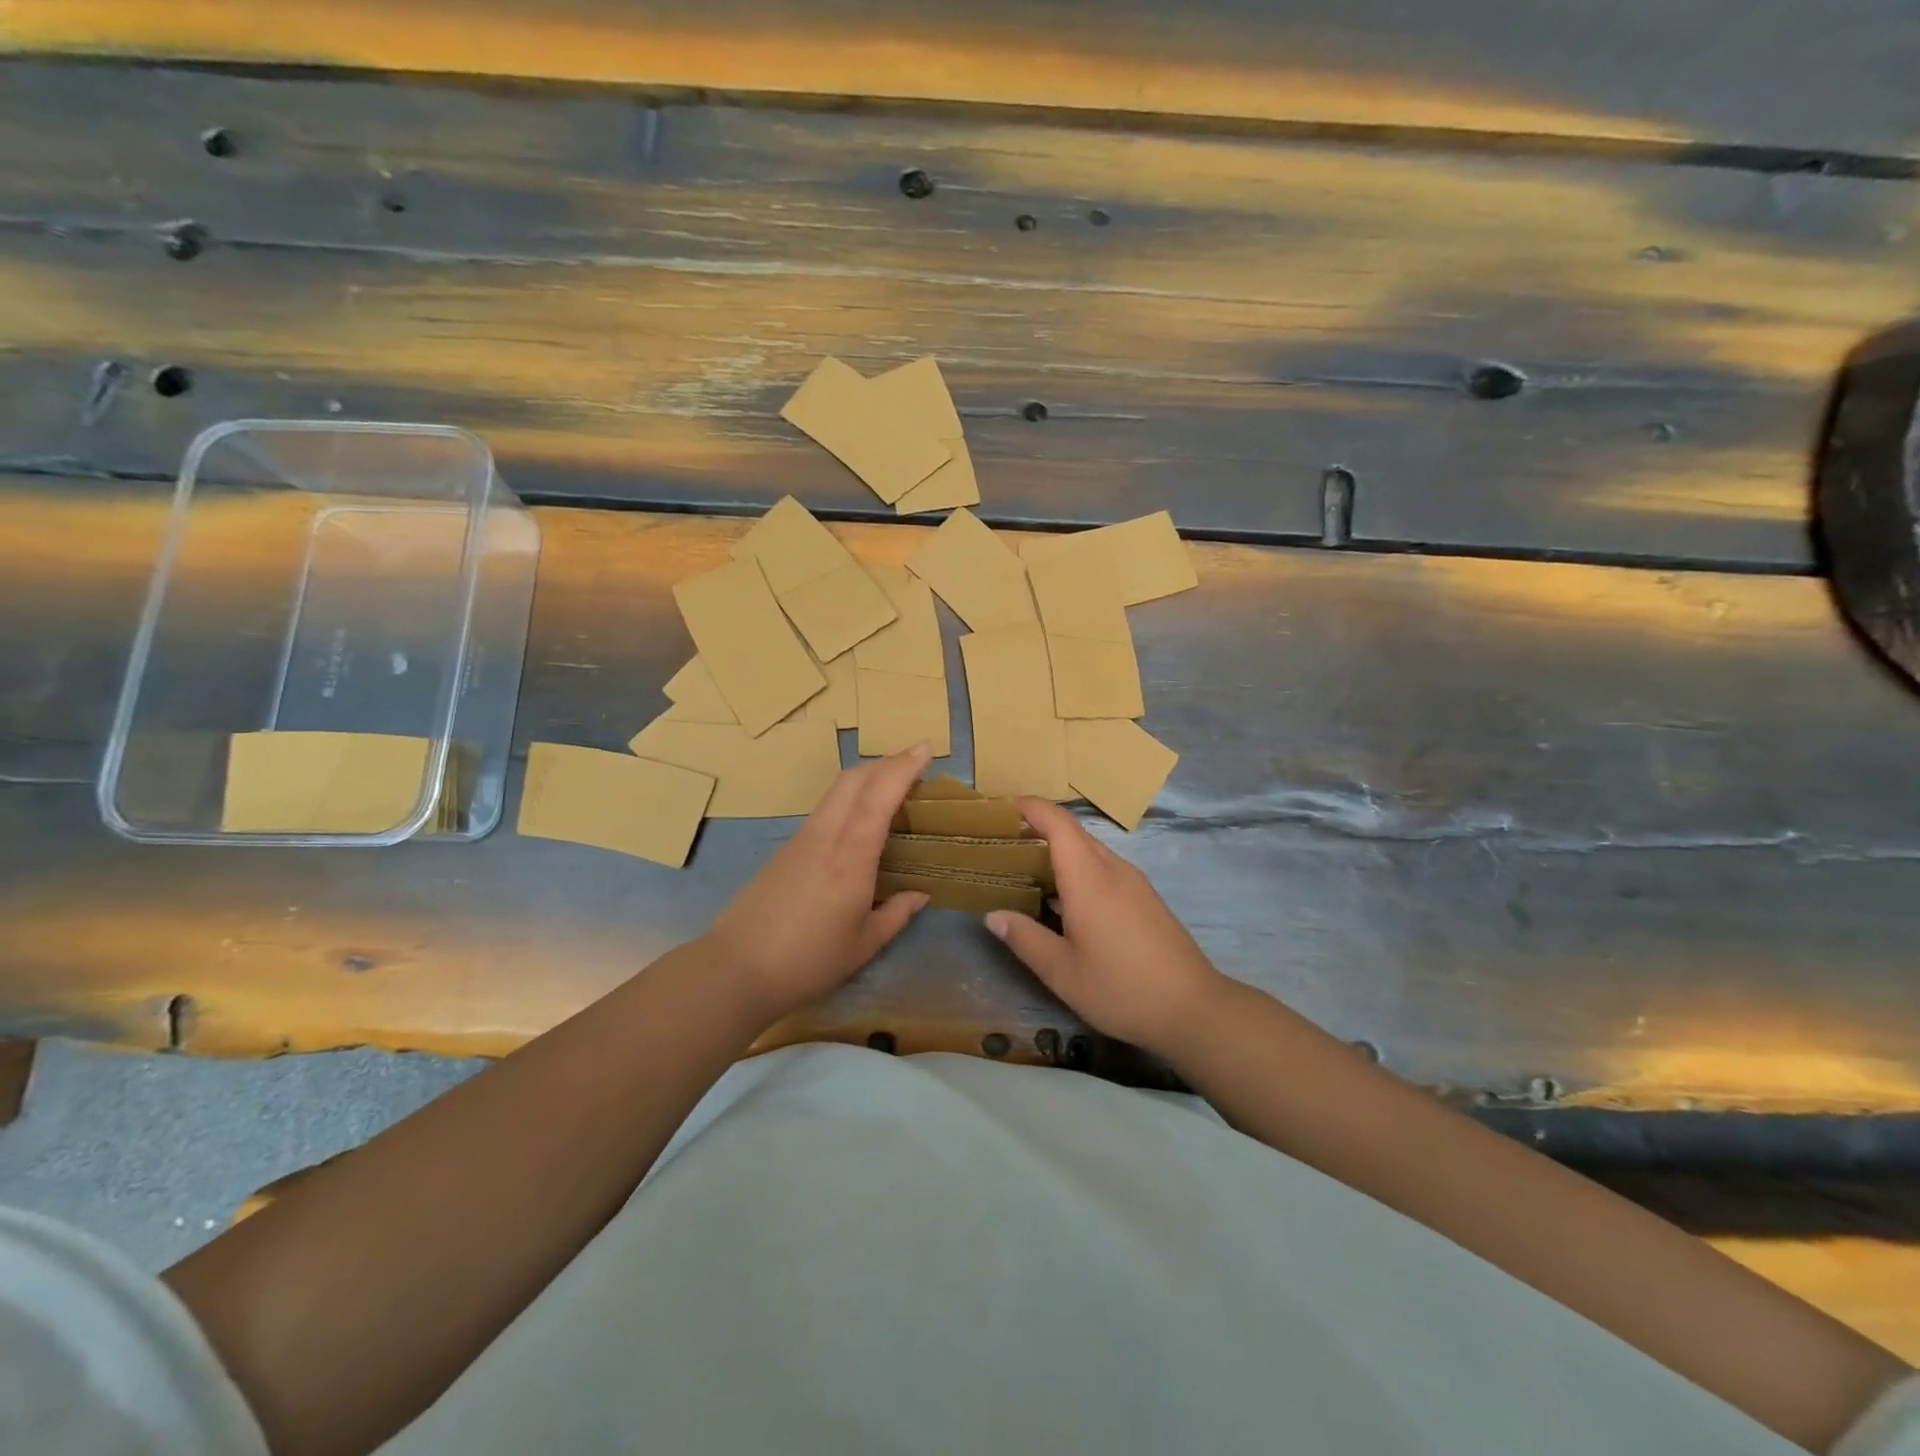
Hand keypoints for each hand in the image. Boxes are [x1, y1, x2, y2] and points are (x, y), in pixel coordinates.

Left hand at [704, 743, 932, 1020]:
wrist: (734, 970)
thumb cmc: (807, 962)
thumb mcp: (862, 946)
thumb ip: (895, 915)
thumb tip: (919, 895)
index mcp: (850, 859)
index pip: (878, 797)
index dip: (903, 768)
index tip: (925, 749)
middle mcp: (824, 837)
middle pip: (853, 779)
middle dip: (886, 763)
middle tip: (914, 763)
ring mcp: (800, 840)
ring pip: (835, 791)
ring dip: (866, 778)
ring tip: (892, 788)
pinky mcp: (785, 850)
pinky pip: (824, 810)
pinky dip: (849, 800)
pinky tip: (859, 822)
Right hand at [985, 798, 1227, 1054]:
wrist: (1194, 1008)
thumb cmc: (1121, 988)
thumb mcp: (1062, 972)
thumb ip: (1025, 938)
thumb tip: (993, 915)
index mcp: (1088, 877)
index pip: (1057, 822)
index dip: (1029, 807)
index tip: (1000, 810)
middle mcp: (1112, 868)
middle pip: (1072, 832)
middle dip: (1037, 829)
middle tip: (1002, 845)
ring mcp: (1133, 881)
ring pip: (1089, 850)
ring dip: (1058, 852)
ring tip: (1026, 871)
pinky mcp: (1144, 897)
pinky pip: (1103, 868)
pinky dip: (1077, 869)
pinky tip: (1063, 900)